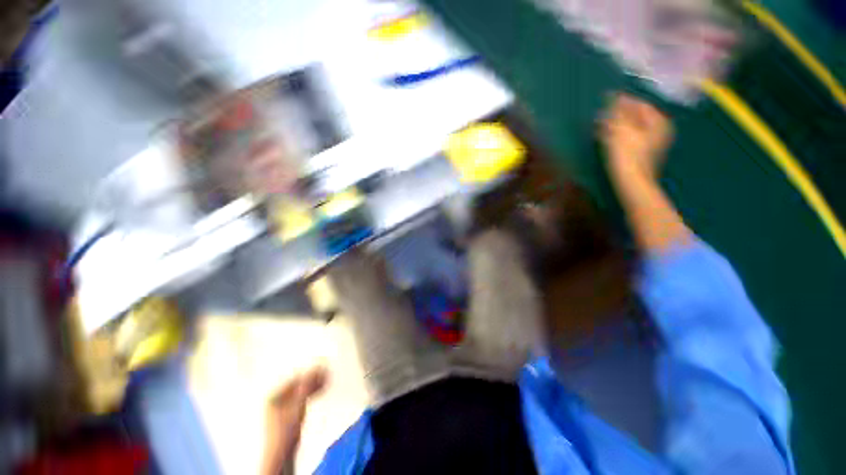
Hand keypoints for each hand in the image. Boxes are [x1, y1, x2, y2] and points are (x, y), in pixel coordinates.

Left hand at [261, 366, 327, 474]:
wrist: (281, 455)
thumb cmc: (285, 431)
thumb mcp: (297, 406)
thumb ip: (306, 387)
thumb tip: (317, 368)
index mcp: (273, 394)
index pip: (295, 377)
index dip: (310, 372)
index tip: (322, 367)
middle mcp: (276, 398)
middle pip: (298, 383)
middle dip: (313, 378)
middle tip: (327, 373)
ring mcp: (282, 406)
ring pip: (301, 390)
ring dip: (314, 385)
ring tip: (326, 380)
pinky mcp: (288, 413)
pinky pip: (302, 397)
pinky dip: (311, 393)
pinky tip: (321, 390)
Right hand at [600, 94, 672, 178]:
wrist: (631, 182)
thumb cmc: (627, 154)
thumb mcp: (621, 129)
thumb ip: (617, 111)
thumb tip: (614, 95)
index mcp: (658, 120)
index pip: (640, 104)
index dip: (622, 102)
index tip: (606, 102)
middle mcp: (659, 129)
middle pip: (636, 117)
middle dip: (619, 115)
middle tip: (602, 116)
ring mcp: (652, 143)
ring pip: (632, 128)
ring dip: (616, 126)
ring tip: (601, 126)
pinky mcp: (642, 153)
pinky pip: (630, 139)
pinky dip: (618, 137)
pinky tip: (606, 138)